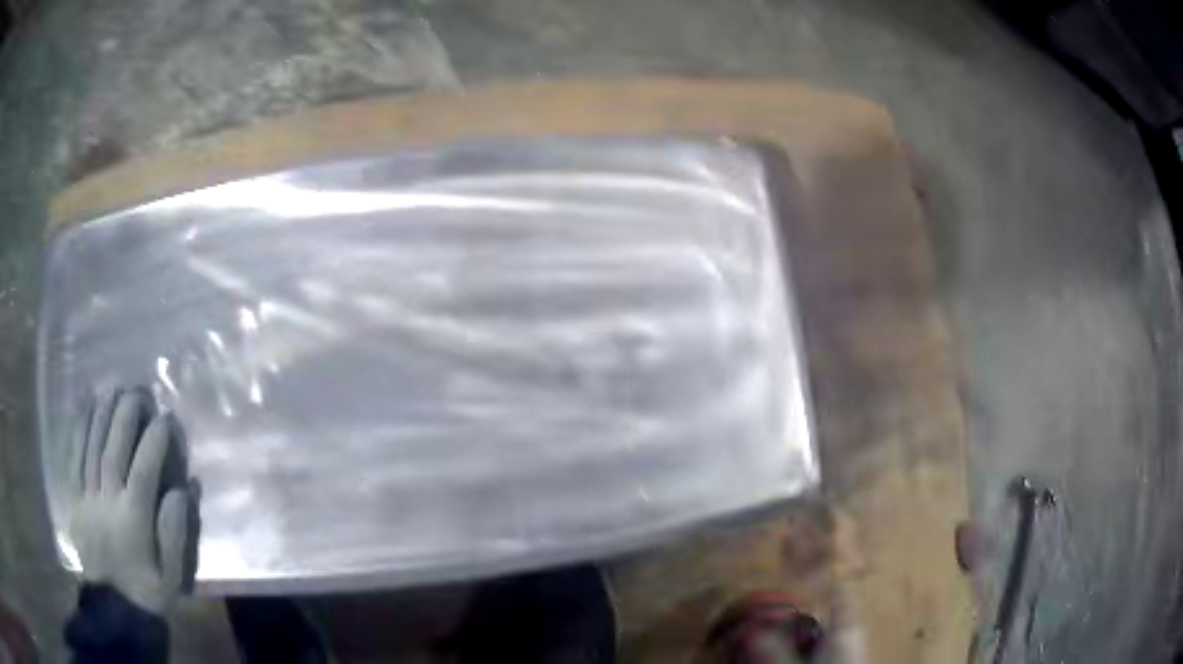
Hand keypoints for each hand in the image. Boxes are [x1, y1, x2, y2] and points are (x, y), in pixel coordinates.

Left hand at [67, 388, 194, 614]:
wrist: (115, 609)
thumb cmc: (148, 592)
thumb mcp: (173, 575)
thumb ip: (177, 532)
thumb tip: (184, 488)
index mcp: (134, 519)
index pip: (145, 468)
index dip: (157, 438)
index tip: (168, 417)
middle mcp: (108, 500)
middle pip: (115, 447)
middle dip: (127, 414)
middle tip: (140, 391)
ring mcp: (87, 496)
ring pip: (92, 445)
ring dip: (103, 413)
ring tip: (113, 388)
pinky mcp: (74, 498)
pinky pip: (74, 456)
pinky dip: (79, 429)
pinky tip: (86, 409)